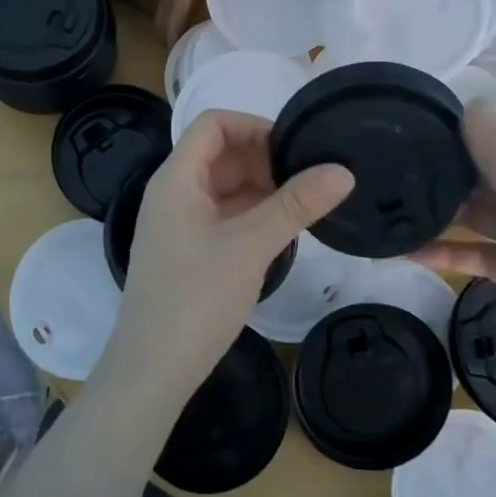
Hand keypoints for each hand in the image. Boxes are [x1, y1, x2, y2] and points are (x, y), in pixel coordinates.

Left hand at [96, 110, 353, 414]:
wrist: (151, 373)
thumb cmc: (195, 299)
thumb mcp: (250, 246)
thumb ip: (296, 205)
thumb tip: (344, 170)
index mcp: (176, 178)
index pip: (213, 124)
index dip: (255, 126)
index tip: (295, 148)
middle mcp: (173, 192)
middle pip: (220, 153)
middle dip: (264, 158)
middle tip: (310, 178)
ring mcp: (179, 223)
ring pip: (225, 186)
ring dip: (262, 187)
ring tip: (305, 203)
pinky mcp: (188, 250)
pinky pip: (223, 214)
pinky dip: (252, 213)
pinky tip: (283, 230)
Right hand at [414, 100, 495, 420]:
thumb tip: (472, 103)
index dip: (460, 136)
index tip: (409, 131)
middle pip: (487, 181)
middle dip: (445, 178)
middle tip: (387, 175)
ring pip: (481, 220)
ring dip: (443, 218)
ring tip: (392, 213)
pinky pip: (483, 256)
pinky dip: (453, 255)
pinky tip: (414, 255)